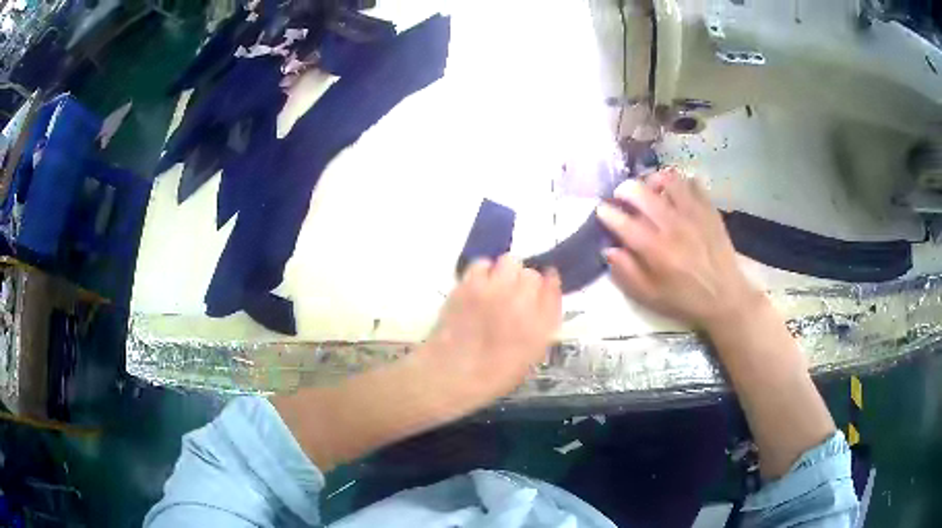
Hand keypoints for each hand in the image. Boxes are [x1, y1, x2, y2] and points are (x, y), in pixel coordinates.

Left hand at [418, 255, 561, 407]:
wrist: (449, 374)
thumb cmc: (491, 375)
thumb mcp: (529, 357)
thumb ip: (542, 323)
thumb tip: (545, 294)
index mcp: (540, 326)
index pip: (552, 288)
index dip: (546, 287)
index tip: (539, 291)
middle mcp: (521, 303)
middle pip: (531, 274)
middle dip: (524, 282)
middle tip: (513, 296)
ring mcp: (493, 290)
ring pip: (508, 262)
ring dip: (504, 273)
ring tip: (495, 288)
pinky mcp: (468, 285)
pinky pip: (482, 264)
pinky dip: (483, 272)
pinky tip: (478, 287)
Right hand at [596, 168, 765, 331]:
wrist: (725, 298)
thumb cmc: (684, 299)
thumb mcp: (650, 297)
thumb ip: (626, 273)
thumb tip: (609, 249)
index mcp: (655, 250)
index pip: (622, 221)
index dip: (606, 212)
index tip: (602, 211)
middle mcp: (672, 226)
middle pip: (640, 192)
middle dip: (623, 190)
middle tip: (622, 197)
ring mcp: (693, 214)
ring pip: (667, 180)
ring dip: (653, 181)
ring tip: (650, 190)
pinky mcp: (708, 209)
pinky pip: (692, 183)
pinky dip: (680, 184)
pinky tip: (676, 195)